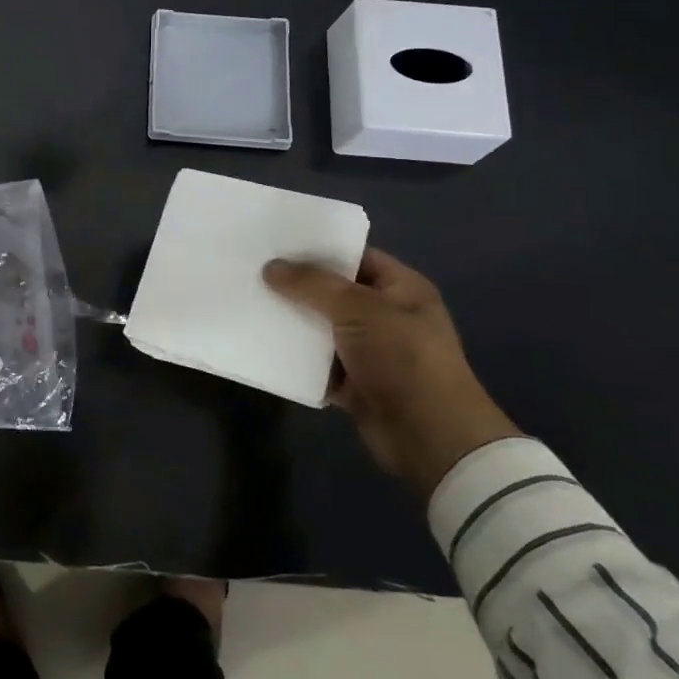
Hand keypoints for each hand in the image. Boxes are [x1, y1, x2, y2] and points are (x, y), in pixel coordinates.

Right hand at [263, 248, 519, 498]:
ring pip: (321, 327)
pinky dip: (295, 357)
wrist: (429, 436)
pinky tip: (261, 344)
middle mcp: (386, 314)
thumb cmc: (402, 358)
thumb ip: (312, 284)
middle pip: (333, 291)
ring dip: (292, 321)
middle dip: (296, 284)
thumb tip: (270, 267)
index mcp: (400, 287)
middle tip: (252, 270)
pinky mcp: (354, 382)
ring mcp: (370, 350)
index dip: (317, 248)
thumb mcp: (358, 308)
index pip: (354, 256)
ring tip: (249, 302)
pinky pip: (317, 362)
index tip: (275, 242)